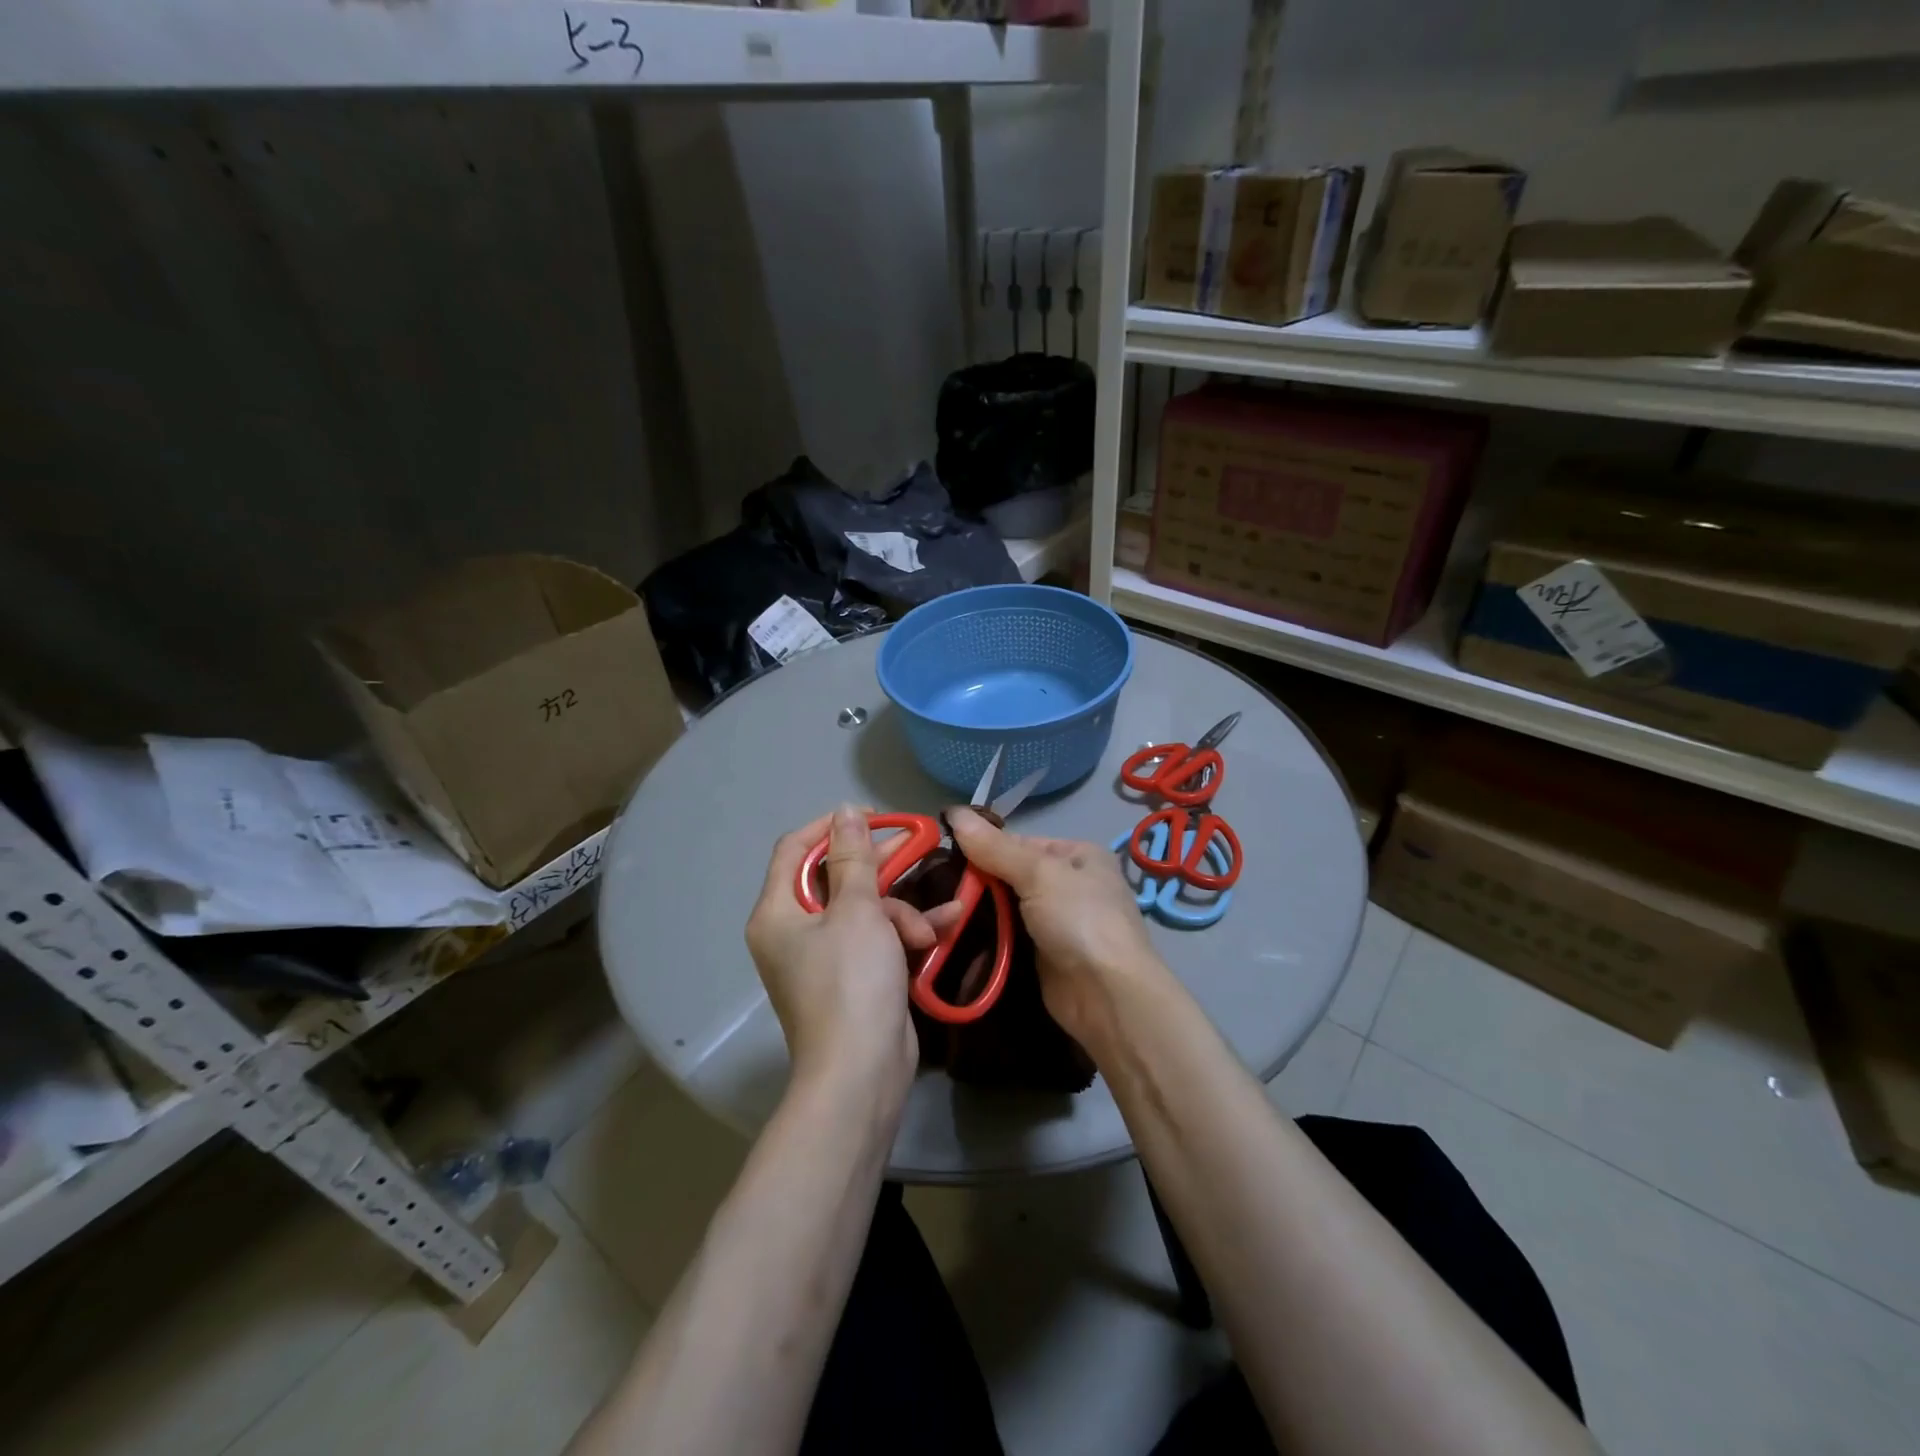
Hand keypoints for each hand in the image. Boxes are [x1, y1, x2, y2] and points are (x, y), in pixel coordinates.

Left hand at [746, 806, 944, 1105]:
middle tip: (918, 847)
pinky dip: (905, 933)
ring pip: (864, 909)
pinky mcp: (853, 977)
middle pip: (835, 878)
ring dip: (901, 912)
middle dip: (880, 868)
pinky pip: (877, 938)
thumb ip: (853, 858)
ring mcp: (824, 957)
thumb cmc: (852, 982)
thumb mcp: (857, 912)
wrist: (862, 1073)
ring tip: (929, 929)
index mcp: (778, 912)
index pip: (796, 849)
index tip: (874, 817)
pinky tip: (945, 927)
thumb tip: (844, 812)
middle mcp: (794, 931)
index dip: (833, 826)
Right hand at [947, 807, 1168, 1047]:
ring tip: (937, 911)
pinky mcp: (1043, 955)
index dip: (983, 846)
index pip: (1020, 842)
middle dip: (977, 882)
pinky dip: (986, 936)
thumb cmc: (1080, 920)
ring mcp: (1057, 922)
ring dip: (977, 912)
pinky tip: (954, 934)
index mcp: (1077, 854)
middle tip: (933, 886)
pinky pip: (1008, 936)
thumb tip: (953, 811)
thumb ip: (994, 848)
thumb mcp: (1038, 873)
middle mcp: (1069, 884)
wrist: (1107, 995)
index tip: (944, 854)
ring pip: (1006, 907)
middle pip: (1011, 875)